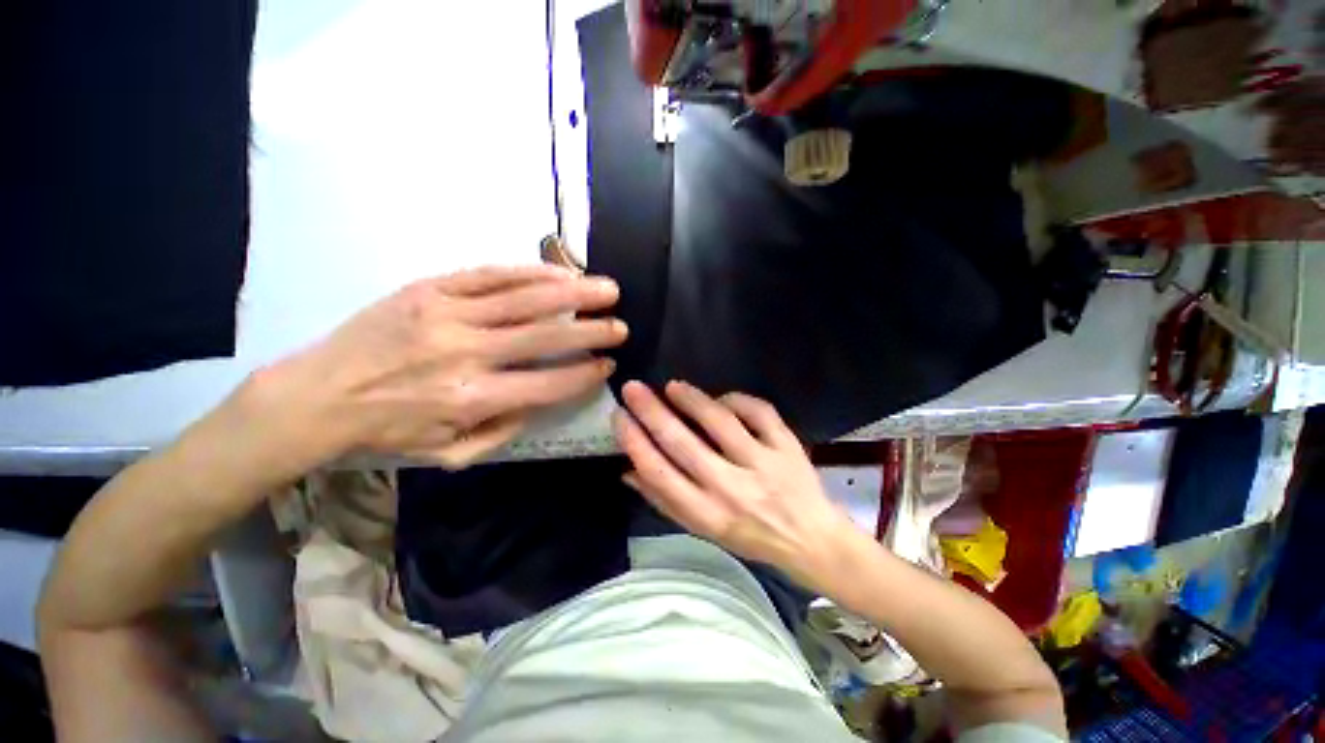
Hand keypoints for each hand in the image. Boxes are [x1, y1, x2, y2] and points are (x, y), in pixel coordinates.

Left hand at [249, 265, 626, 470]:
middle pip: (545, 337)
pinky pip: (490, 274)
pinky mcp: (430, 288)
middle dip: (591, 331)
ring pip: (525, 298)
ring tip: (607, 289)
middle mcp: (466, 353)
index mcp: (472, 398)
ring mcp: (448, 313)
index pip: (549, 384)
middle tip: (621, 325)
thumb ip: (505, 428)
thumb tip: (544, 398)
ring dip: (573, 294)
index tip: (608, 364)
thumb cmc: (390, 429)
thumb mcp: (450, 452)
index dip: (585, 374)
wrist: (318, 393)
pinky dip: (531, 272)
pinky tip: (560, 272)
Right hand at [613, 380, 855, 581]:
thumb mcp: (703, 529)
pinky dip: (735, 399)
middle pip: (683, 443)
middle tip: (632, 388)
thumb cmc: (749, 536)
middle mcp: (732, 489)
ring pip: (720, 421)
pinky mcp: (787, 446)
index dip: (634, 441)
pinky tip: (721, 399)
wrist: (811, 538)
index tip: (619, 416)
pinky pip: (757, 411)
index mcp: (707, 515)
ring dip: (691, 399)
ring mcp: (763, 464)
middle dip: (652, 412)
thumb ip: (665, 500)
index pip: (660, 473)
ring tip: (672, 387)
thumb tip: (627, 470)